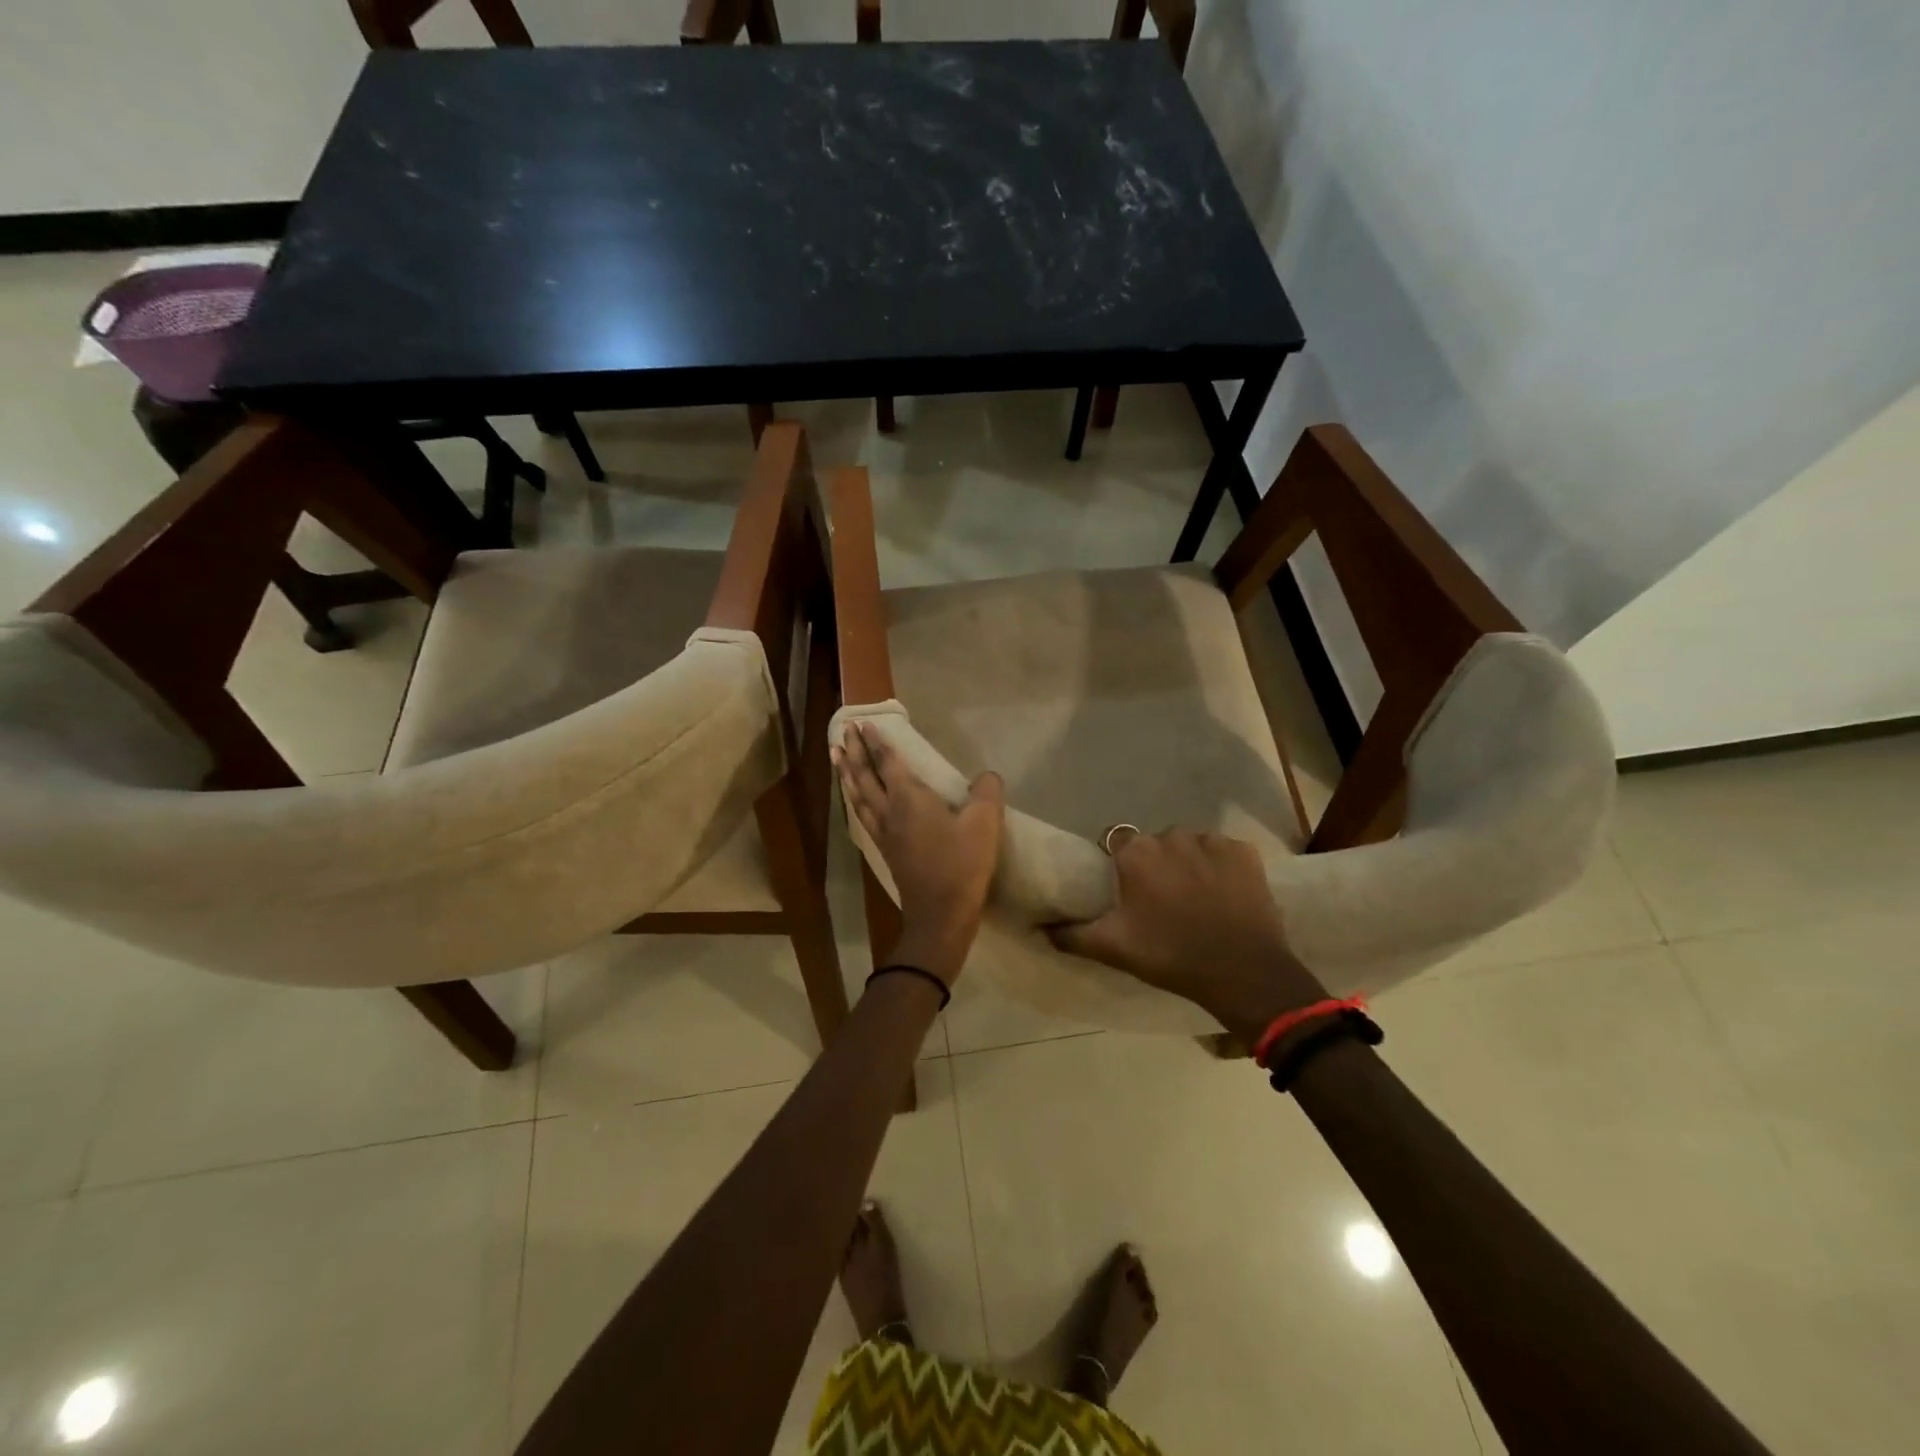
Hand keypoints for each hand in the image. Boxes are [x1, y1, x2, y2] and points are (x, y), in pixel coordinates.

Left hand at [833, 722, 1004, 988]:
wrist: (940, 915)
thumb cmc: (961, 865)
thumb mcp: (984, 824)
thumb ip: (987, 793)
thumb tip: (988, 776)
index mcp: (909, 799)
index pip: (888, 762)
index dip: (876, 742)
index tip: (863, 723)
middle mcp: (889, 811)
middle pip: (865, 776)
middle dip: (854, 752)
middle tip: (843, 732)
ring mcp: (883, 833)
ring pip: (858, 796)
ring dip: (848, 774)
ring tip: (836, 758)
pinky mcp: (885, 851)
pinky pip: (863, 815)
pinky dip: (855, 799)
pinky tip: (856, 801)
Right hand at [1048, 829, 1324, 1039]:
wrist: (1242, 972)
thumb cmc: (1170, 955)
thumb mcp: (1113, 948)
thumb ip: (1071, 934)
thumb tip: (1040, 928)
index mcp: (1136, 852)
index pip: (1117, 843)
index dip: (1121, 866)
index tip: (1127, 891)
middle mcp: (1172, 836)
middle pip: (1156, 844)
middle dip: (1156, 865)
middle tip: (1161, 901)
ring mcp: (1212, 841)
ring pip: (1190, 845)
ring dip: (1189, 864)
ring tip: (1195, 899)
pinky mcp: (1245, 853)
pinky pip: (1223, 852)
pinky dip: (1221, 868)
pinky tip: (1224, 895)